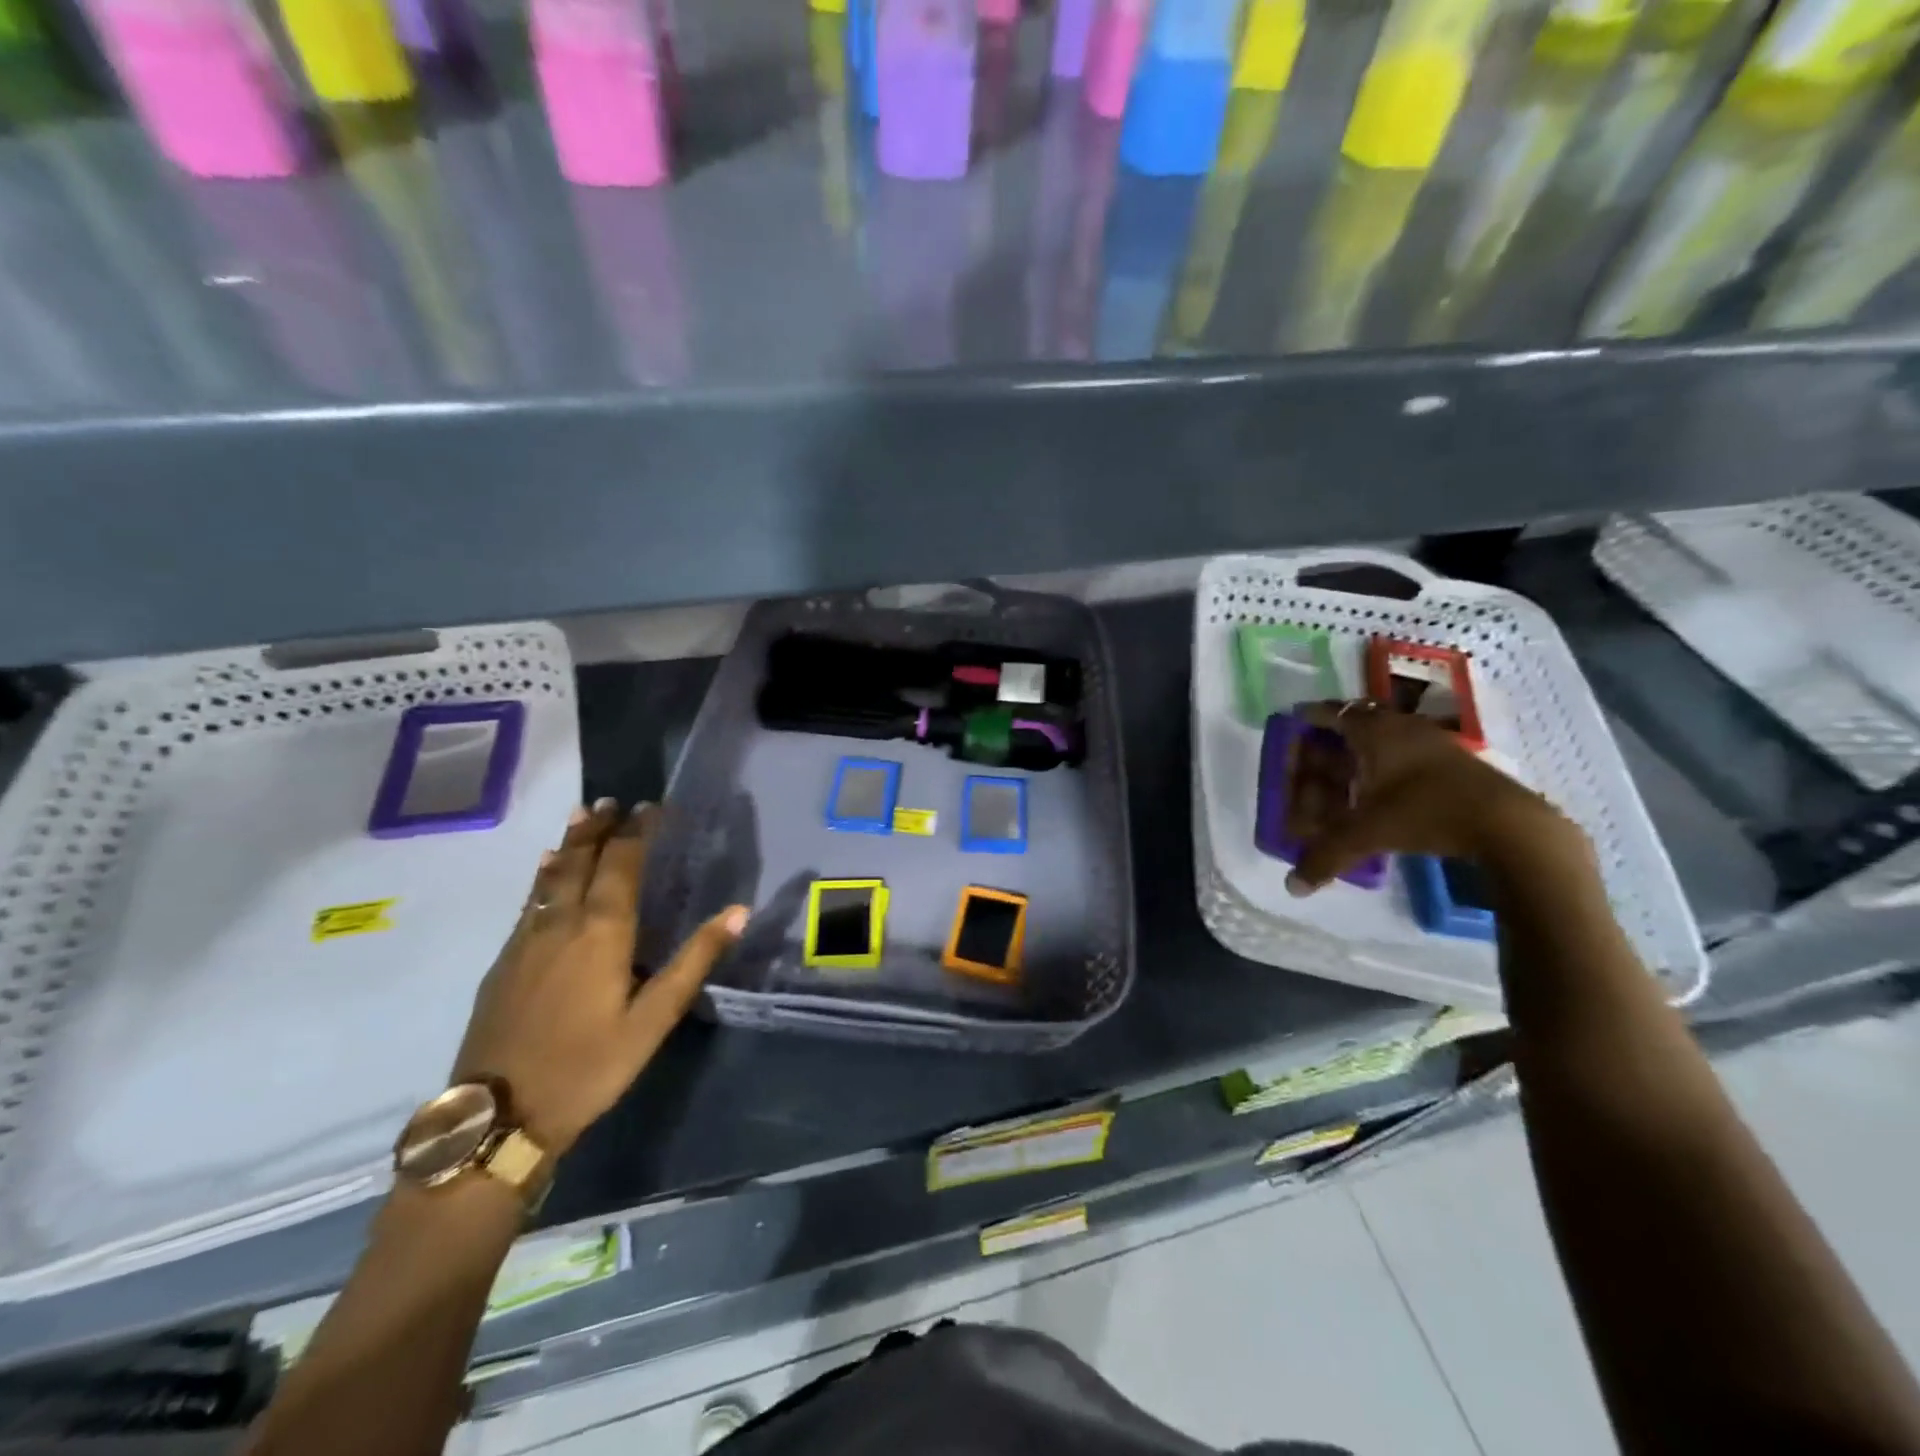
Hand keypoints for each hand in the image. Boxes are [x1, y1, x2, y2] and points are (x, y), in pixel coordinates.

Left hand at [450, 799, 747, 1154]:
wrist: (497, 1118)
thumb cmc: (588, 1067)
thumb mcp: (653, 1020)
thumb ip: (694, 961)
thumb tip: (738, 911)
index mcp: (602, 932)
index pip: (622, 865)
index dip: (638, 833)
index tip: (652, 807)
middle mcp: (562, 924)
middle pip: (581, 861)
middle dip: (600, 828)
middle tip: (614, 801)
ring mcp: (526, 941)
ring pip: (550, 877)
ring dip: (570, 843)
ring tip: (582, 814)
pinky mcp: (503, 962)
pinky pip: (529, 901)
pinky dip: (542, 876)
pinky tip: (543, 871)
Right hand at [1284, 699, 1581, 893]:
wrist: (1511, 825)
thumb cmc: (1427, 812)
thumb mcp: (1368, 834)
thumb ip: (1325, 856)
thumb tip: (1293, 888)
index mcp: (1373, 730)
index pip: (1328, 713)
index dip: (1305, 723)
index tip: (1290, 735)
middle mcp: (1399, 726)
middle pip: (1352, 725)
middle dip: (1327, 746)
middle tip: (1309, 767)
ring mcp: (1430, 742)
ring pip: (1381, 740)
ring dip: (1358, 758)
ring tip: (1341, 784)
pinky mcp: (1452, 762)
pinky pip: (1404, 755)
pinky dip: (1384, 770)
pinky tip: (1380, 795)